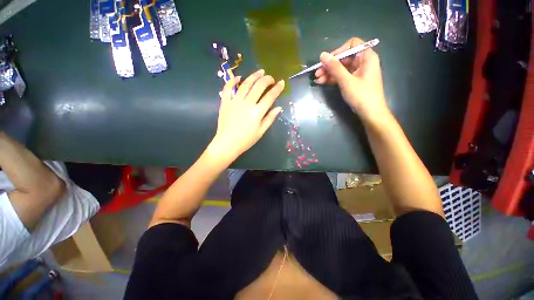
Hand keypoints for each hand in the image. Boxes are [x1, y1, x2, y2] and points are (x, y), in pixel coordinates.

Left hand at [208, 69, 284, 161]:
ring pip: (245, 84)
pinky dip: (232, 81)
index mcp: (257, 112)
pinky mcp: (225, 102)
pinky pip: (228, 88)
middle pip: (259, 86)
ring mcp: (235, 101)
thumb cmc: (246, 140)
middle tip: (271, 78)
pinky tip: (238, 77)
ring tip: (260, 72)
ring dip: (254, 76)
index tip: (282, 83)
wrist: (227, 143)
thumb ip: (270, 118)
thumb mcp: (261, 131)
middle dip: (267, 79)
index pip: (270, 96)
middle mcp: (247, 103)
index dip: (277, 88)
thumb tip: (279, 108)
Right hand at [314, 37, 388, 121]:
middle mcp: (363, 62)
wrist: (370, 113)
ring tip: (317, 80)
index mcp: (366, 57)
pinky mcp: (353, 81)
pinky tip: (322, 82)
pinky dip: (332, 79)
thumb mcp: (346, 81)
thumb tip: (322, 55)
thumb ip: (335, 67)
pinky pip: (342, 76)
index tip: (327, 61)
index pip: (351, 45)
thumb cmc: (361, 95)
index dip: (338, 51)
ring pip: (341, 68)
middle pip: (344, 58)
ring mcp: (358, 72)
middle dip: (330, 65)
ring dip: (329, 73)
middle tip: (317, 73)